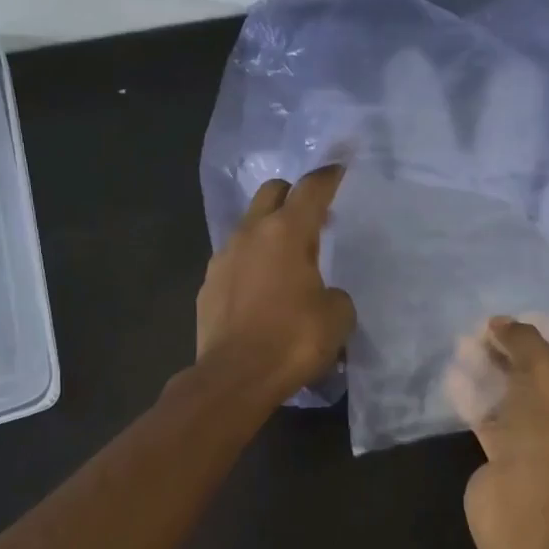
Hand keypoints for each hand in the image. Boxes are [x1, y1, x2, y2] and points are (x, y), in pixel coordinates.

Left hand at [196, 164, 356, 403]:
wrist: (235, 377)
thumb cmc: (293, 340)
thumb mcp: (337, 317)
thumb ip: (335, 294)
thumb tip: (324, 295)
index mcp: (287, 232)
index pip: (312, 188)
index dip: (329, 176)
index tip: (340, 170)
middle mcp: (251, 234)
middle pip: (272, 192)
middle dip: (293, 196)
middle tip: (313, 218)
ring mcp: (223, 258)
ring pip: (248, 226)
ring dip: (269, 232)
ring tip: (287, 260)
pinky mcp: (207, 286)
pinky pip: (233, 261)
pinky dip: (250, 264)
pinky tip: (262, 291)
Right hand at [448, 316, 548, 507]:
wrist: (523, 502)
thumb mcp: (545, 371)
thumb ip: (525, 340)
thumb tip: (499, 322)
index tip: (524, 317)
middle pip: (548, 375)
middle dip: (516, 351)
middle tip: (488, 328)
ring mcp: (547, 443)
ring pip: (518, 396)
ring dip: (493, 370)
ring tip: (465, 343)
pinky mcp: (513, 457)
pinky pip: (495, 418)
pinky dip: (477, 397)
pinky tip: (455, 374)